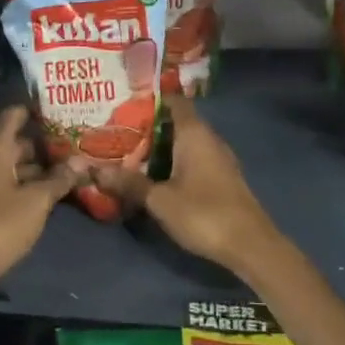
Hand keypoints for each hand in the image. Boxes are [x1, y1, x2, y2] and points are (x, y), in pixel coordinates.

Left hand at [0, 106, 86, 305]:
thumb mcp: (36, 201)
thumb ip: (59, 179)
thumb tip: (81, 161)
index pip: (12, 118)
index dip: (33, 109)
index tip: (59, 105)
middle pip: (17, 145)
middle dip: (45, 142)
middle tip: (77, 140)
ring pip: (17, 170)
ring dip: (42, 169)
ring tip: (74, 167)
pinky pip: (15, 191)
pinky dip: (34, 189)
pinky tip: (56, 195)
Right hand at [93, 96, 286, 278]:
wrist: (250, 246)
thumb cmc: (204, 213)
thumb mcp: (159, 199)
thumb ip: (129, 183)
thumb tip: (94, 170)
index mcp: (195, 134)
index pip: (174, 101)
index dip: (151, 98)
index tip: (125, 102)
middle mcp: (209, 139)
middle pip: (177, 122)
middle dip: (149, 126)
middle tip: (117, 130)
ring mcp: (218, 159)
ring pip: (185, 143)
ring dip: (161, 147)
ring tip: (129, 152)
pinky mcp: (222, 179)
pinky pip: (193, 159)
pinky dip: (174, 162)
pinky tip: (155, 175)